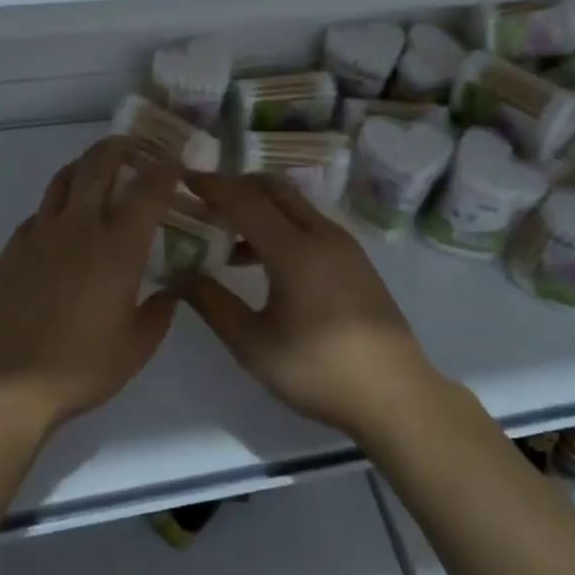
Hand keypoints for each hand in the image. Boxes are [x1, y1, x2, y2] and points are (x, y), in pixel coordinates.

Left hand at [0, 137, 180, 431]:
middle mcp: (79, 226)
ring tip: (98, 171)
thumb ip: (159, 313)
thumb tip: (169, 291)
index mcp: (117, 247)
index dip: (165, 170)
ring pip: (64, 177)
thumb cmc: (80, 367)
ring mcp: (41, 232)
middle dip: (121, 147)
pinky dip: (59, 205)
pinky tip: (64, 225)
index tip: (175, 165)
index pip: (147, 189)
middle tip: (136, 150)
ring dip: (86, 165)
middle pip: (99, 164)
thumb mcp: (136, 348)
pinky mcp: (14, 245)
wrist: (6, 381)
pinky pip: (41, 211)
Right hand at [168, 173, 439, 438]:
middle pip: (273, 188)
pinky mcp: (354, 258)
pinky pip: (309, 222)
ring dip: (259, 206)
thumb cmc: (320, 371)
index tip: (184, 179)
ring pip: (293, 203)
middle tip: (204, 201)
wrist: (397, 396)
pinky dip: (280, 222)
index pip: (245, 200)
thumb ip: (213, 304)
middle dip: (236, 186)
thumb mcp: (254, 346)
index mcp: (295, 250)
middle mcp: (321, 234)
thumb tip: (178, 276)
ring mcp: (343, 244)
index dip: (212, 186)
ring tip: (227, 235)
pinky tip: (263, 260)